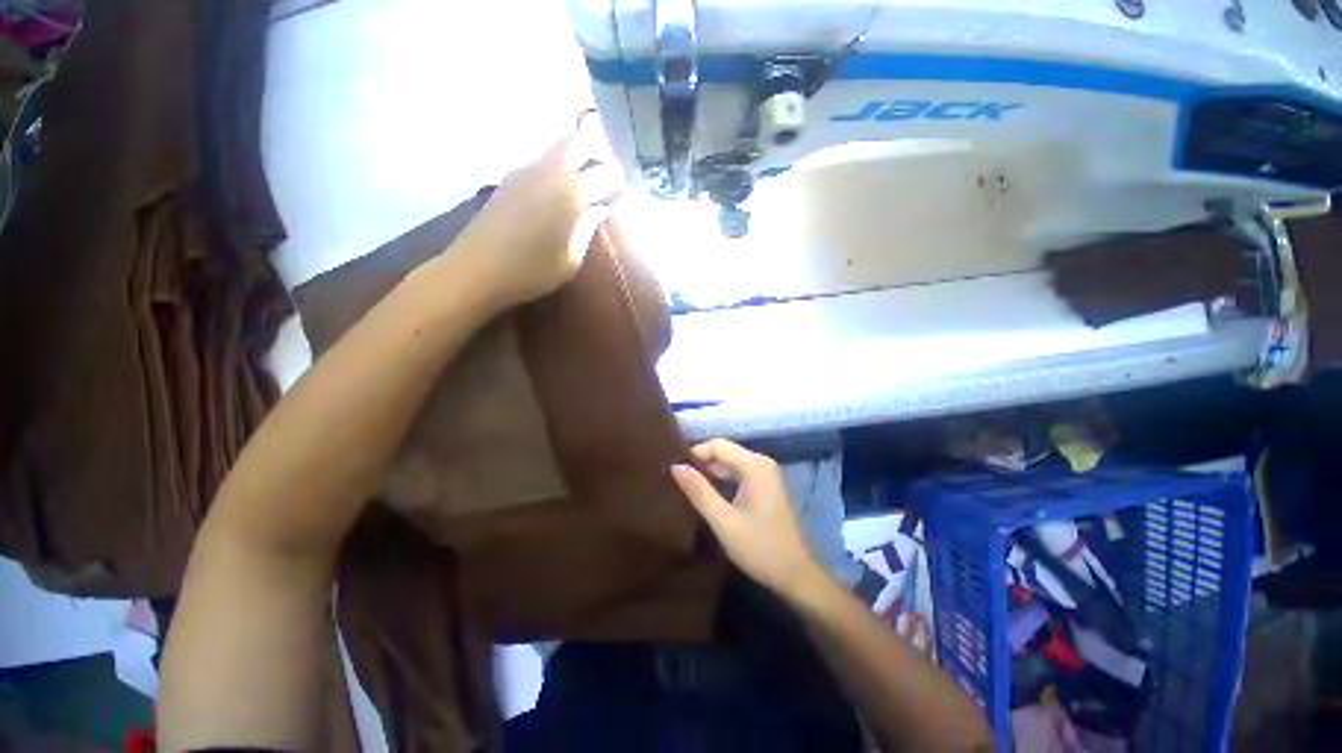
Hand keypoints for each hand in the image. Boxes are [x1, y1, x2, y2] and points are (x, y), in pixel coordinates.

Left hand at [454, 126, 623, 310]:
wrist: (476, 270)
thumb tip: (600, 207)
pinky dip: (558, 170)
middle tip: (606, 180)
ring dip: (577, 161)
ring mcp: (524, 170)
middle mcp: (549, 170)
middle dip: (598, 155)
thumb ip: (588, 227)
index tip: (623, 196)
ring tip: (585, 189)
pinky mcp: (509, 179)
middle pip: (579, 141)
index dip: (618, 183)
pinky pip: (542, 162)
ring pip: (558, 149)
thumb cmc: (532, 271)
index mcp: (571, 192)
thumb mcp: (571, 258)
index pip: (606, 173)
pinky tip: (558, 196)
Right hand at [671, 439, 823, 599]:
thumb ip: (699, 491)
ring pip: (730, 463)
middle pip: (724, 452)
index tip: (675, 471)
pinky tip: (707, 494)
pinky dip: (722, 480)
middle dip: (701, 463)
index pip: (717, 445)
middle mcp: (761, 463)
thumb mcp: (723, 521)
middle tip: (677, 480)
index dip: (694, 454)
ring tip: (687, 487)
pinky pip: (738, 473)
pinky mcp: (765, 486)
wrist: (795, 575)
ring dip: (710, 472)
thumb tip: (675, 466)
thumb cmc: (760, 548)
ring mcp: (765, 474)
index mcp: (754, 466)